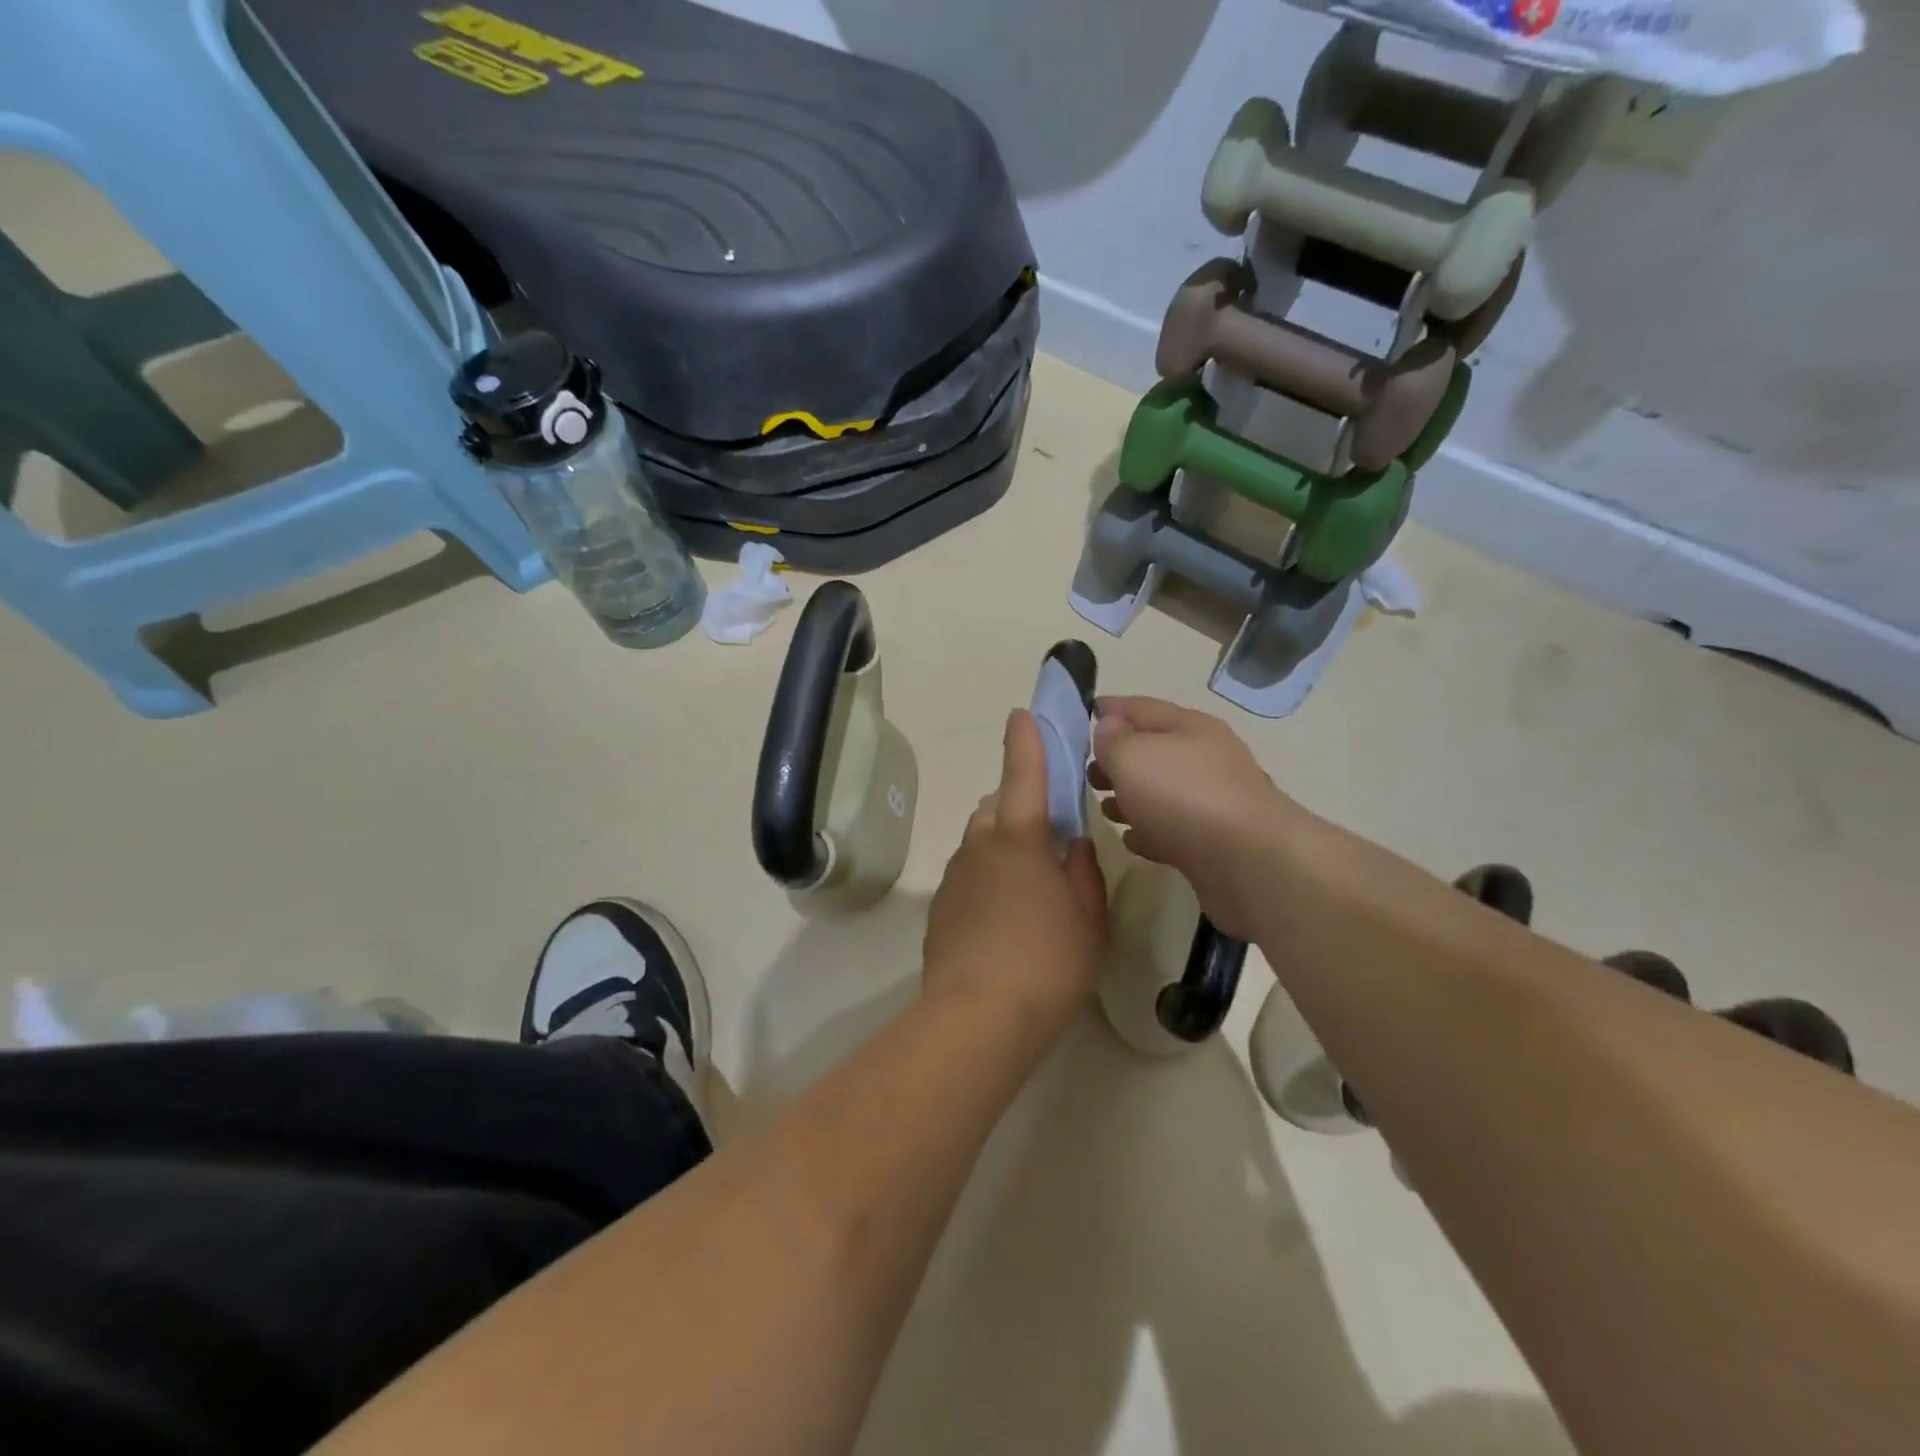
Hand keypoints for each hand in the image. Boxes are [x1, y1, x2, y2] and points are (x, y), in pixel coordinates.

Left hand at [923, 710, 1107, 1035]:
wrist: (976, 1017)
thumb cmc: (1047, 963)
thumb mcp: (1089, 919)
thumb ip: (1084, 873)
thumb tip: (1075, 846)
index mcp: (1021, 837)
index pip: (1024, 773)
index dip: (1026, 741)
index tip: (1022, 714)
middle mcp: (981, 843)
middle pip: (998, 807)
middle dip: (1020, 807)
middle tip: (1049, 837)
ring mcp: (955, 874)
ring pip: (981, 840)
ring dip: (1003, 844)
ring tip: (1029, 885)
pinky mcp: (940, 905)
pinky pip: (968, 873)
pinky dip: (987, 877)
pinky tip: (1003, 918)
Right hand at [1091, 697, 1300, 938]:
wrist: (1247, 862)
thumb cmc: (1182, 796)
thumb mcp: (1132, 756)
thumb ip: (1113, 739)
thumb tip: (1109, 727)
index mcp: (1190, 727)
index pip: (1141, 707)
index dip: (1110, 709)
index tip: (1082, 716)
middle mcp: (1206, 758)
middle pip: (1153, 751)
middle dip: (1118, 760)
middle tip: (1087, 775)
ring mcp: (1213, 802)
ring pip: (1161, 792)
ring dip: (1131, 798)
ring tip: (1104, 810)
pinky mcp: (1214, 842)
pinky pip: (1173, 829)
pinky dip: (1150, 831)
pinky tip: (1133, 840)